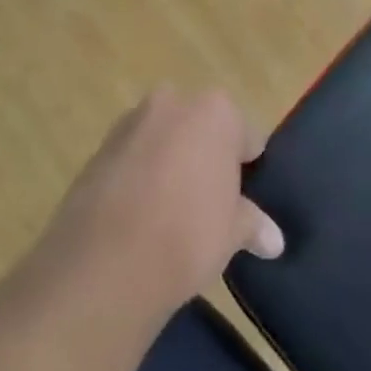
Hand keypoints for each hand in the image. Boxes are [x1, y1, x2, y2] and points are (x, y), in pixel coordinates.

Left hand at [47, 87, 283, 315]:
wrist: (102, 266)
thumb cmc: (186, 235)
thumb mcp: (232, 233)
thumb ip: (253, 224)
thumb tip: (274, 241)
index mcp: (216, 111)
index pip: (246, 136)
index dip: (248, 169)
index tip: (244, 199)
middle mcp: (172, 103)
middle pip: (201, 129)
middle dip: (205, 157)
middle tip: (209, 203)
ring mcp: (129, 124)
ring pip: (163, 141)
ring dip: (169, 164)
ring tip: (170, 213)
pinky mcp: (96, 151)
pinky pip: (131, 159)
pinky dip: (138, 178)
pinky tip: (139, 218)